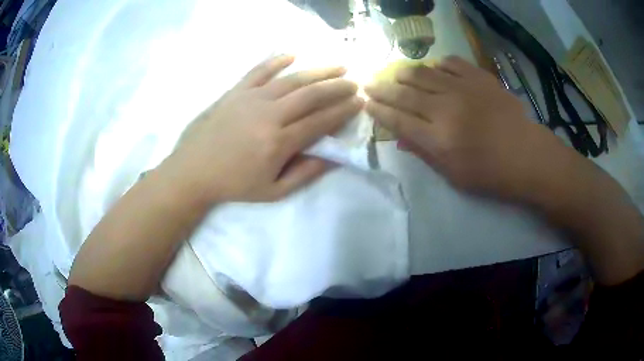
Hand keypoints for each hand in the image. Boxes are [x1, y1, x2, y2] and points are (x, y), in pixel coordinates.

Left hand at [165, 55, 362, 202]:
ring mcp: (251, 99)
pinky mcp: (235, 91)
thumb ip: (305, 174)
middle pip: (311, 95)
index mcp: (279, 142)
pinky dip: (276, 61)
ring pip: (292, 79)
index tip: (359, 103)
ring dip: (318, 70)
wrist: (193, 171)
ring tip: (338, 65)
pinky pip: (259, 70)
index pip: (320, 121)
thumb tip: (333, 158)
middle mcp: (269, 115)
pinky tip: (292, 55)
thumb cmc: (234, 184)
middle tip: (354, 83)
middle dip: (337, 87)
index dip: (343, 111)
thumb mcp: (273, 191)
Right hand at [365, 56, 565, 201]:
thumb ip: (426, 154)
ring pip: (424, 73)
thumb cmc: (491, 174)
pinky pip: (453, 63)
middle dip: (383, 89)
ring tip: (397, 74)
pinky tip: (436, 68)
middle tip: (370, 84)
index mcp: (438, 139)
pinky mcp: (480, 78)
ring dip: (406, 73)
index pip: (398, 121)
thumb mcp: (455, 176)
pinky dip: (439, 64)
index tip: (366, 105)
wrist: (528, 156)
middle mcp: (446, 109)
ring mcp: (464, 89)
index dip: (379, 112)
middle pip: (405, 94)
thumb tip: (400, 139)